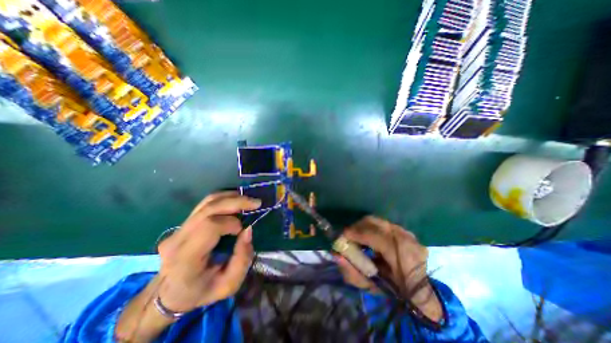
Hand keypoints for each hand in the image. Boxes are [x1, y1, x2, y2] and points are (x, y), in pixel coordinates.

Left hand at [155, 191, 259, 312]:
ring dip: (232, 197)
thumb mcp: (228, 285)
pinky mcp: (183, 223)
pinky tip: (236, 201)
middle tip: (256, 203)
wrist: (169, 294)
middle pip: (209, 208)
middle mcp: (178, 239)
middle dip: (236, 202)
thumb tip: (248, 229)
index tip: (242, 230)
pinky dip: (224, 198)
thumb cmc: (201, 291)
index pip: (209, 227)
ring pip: (207, 201)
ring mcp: (178, 228)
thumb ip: (242, 259)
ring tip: (248, 200)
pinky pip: (206, 203)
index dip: (230, 223)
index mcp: (186, 259)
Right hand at [336, 217, 441, 321]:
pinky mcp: (405, 231)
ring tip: (357, 237)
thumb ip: (352, 272)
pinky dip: (372, 228)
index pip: (377, 237)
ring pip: (378, 221)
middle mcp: (408, 240)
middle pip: (375, 223)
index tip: (343, 235)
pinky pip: (383, 224)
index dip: (357, 234)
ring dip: (363, 227)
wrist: (420, 292)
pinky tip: (369, 238)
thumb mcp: (372, 287)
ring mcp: (408, 233)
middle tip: (348, 235)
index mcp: (405, 257)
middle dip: (357, 227)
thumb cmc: (394, 293)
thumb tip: (337, 255)